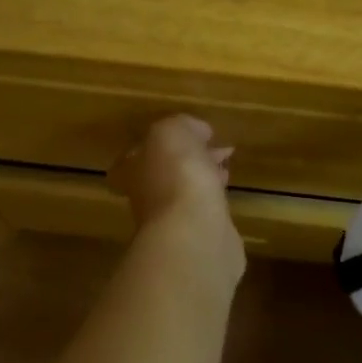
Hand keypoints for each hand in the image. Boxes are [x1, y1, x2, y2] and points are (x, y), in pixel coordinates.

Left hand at [109, 116, 243, 275]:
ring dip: (206, 176)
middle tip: (217, 146)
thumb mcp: (173, 133)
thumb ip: (181, 126)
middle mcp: (146, 195)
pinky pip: (204, 210)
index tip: (196, 133)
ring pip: (188, 190)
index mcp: (133, 169)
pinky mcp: (196, 237)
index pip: (142, 151)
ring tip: (227, 164)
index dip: (168, 141)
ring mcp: (171, 220)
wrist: (195, 234)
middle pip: (167, 170)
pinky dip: (215, 198)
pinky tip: (228, 192)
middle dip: (191, 157)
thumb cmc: (177, 176)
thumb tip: (198, 132)